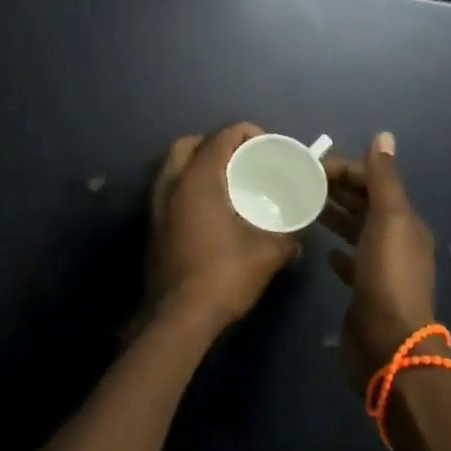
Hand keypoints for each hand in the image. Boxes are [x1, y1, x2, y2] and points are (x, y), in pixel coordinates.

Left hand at [148, 123, 299, 333]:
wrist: (178, 316)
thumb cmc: (223, 275)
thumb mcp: (267, 253)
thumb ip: (287, 235)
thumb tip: (298, 235)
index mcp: (198, 179)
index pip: (222, 136)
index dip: (248, 133)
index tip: (268, 147)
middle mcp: (171, 183)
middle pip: (190, 143)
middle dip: (217, 144)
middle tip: (242, 161)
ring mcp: (156, 204)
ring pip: (174, 166)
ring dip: (199, 164)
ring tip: (228, 184)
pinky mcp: (152, 225)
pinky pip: (169, 189)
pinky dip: (188, 186)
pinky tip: (211, 210)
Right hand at [322, 133, 439, 387]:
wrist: (389, 346)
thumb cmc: (387, 277)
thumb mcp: (388, 221)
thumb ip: (384, 179)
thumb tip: (383, 136)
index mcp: (404, 221)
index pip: (373, 181)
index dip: (345, 169)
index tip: (309, 166)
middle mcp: (396, 240)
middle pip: (364, 204)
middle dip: (336, 189)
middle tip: (296, 182)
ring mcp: (380, 267)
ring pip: (355, 230)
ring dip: (334, 215)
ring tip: (301, 206)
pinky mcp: (365, 291)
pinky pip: (350, 260)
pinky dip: (337, 250)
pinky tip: (322, 249)